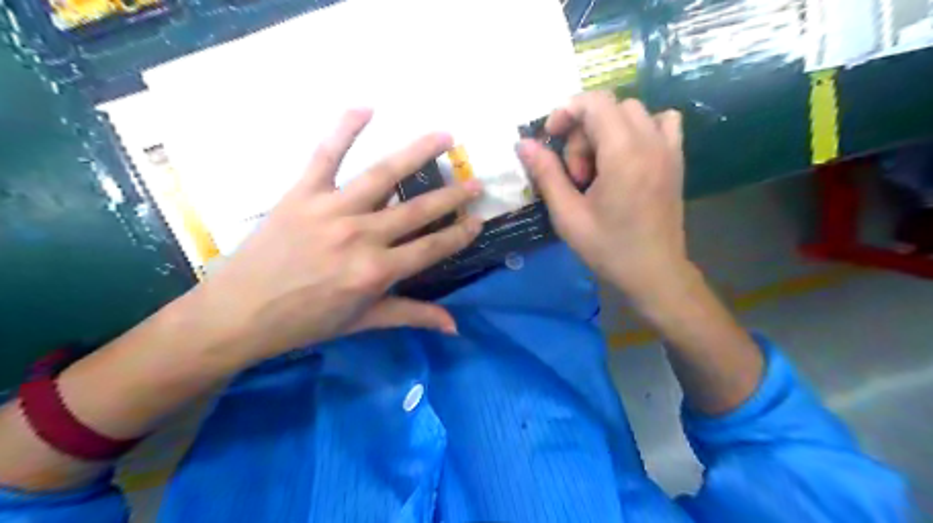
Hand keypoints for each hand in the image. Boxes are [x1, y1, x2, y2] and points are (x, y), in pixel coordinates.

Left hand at [189, 107, 479, 365]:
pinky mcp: (301, 193)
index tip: (478, 221)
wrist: (238, 313)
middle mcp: (360, 236)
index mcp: (376, 272)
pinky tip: (366, 108)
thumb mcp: (363, 322)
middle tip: (475, 182)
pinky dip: (344, 129)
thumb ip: (412, 316)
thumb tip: (454, 327)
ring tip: (445, 136)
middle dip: (452, 196)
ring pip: (382, 175)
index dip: (458, 235)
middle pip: (417, 210)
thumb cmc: (305, 321)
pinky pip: (325, 155)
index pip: (431, 248)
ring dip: (417, 153)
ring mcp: (330, 210)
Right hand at [518, 89, 691, 301]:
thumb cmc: (608, 248)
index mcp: (623, 154)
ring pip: (633, 112)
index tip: (550, 139)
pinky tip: (627, 156)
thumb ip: (546, 174)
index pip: (594, 102)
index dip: (566, 112)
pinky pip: (662, 122)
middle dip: (583, 132)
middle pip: (610, 108)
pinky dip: (640, 128)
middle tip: (577, 174)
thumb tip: (523, 144)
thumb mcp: (568, 215)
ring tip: (599, 167)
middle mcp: (650, 141)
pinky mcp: (676, 159)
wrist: (654, 272)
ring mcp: (669, 148)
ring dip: (608, 130)